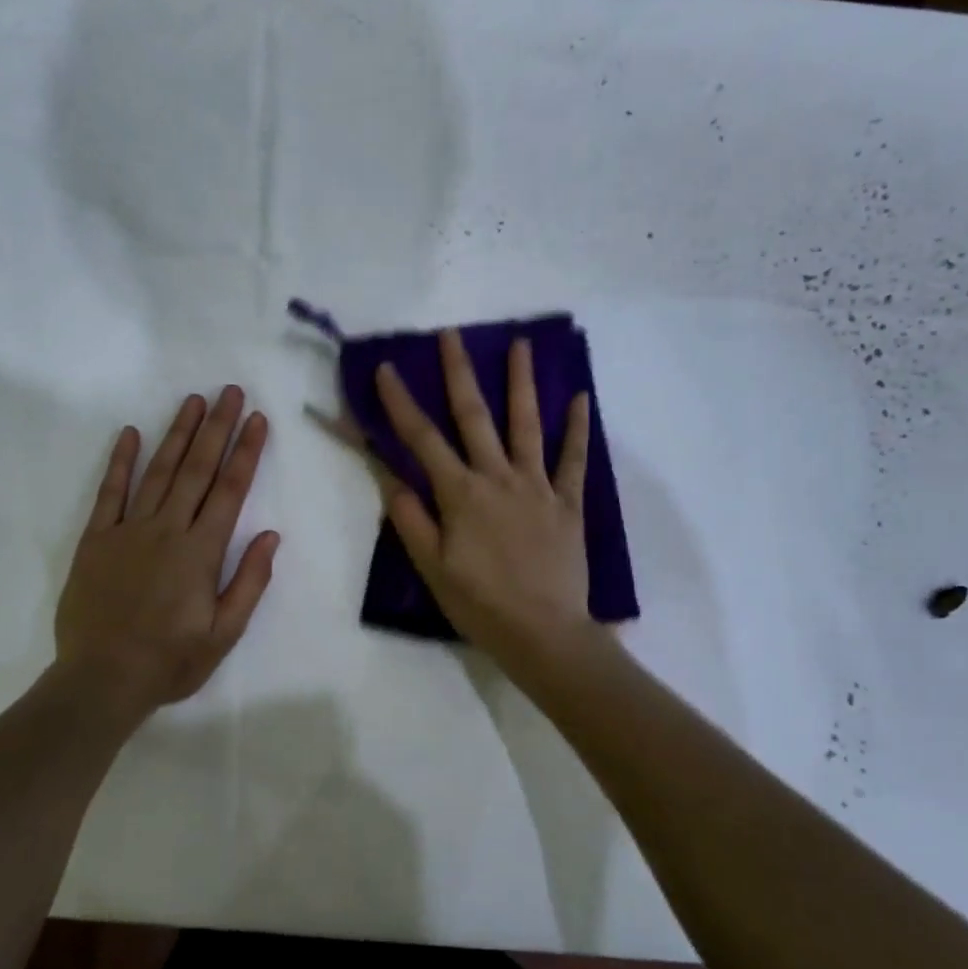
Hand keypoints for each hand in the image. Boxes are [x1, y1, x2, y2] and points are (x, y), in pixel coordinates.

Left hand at [55, 387, 278, 711]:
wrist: (102, 680)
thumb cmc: (171, 661)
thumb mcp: (225, 633)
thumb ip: (249, 582)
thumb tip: (271, 536)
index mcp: (201, 551)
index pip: (230, 490)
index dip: (245, 452)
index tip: (257, 419)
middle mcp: (167, 530)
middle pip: (197, 469)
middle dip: (216, 427)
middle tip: (229, 391)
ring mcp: (128, 530)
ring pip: (158, 471)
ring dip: (177, 433)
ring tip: (193, 400)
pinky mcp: (97, 540)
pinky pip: (110, 493)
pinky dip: (119, 462)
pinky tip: (130, 433)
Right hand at [375, 330, 594, 672]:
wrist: (544, 633)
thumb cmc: (480, 604)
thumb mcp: (432, 567)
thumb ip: (412, 519)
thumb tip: (392, 477)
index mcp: (460, 495)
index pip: (422, 440)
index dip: (401, 403)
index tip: (386, 369)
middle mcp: (498, 478)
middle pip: (475, 417)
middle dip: (459, 373)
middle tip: (451, 334)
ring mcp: (537, 487)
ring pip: (527, 425)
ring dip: (521, 383)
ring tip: (520, 344)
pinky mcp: (568, 503)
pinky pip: (574, 460)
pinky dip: (578, 429)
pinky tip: (581, 398)